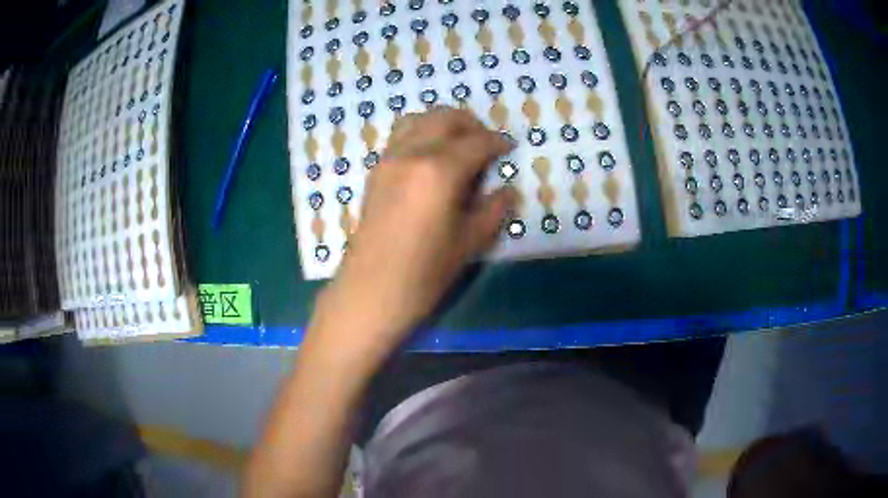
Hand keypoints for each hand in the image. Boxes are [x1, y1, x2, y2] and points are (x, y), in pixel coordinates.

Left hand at [311, 107, 514, 361]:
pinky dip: (421, 133)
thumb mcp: (469, 243)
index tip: (509, 149)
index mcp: (439, 171)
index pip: (476, 142)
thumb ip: (493, 210)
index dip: (497, 143)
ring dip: (443, 123)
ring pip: (418, 119)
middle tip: (486, 143)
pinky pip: (400, 135)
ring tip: (458, 144)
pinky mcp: (376, 171)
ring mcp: (388, 159)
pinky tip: (431, 158)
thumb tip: (508, 190)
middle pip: (444, 118)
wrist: (370, 292)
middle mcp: (411, 153)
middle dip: (471, 123)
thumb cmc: (424, 274)